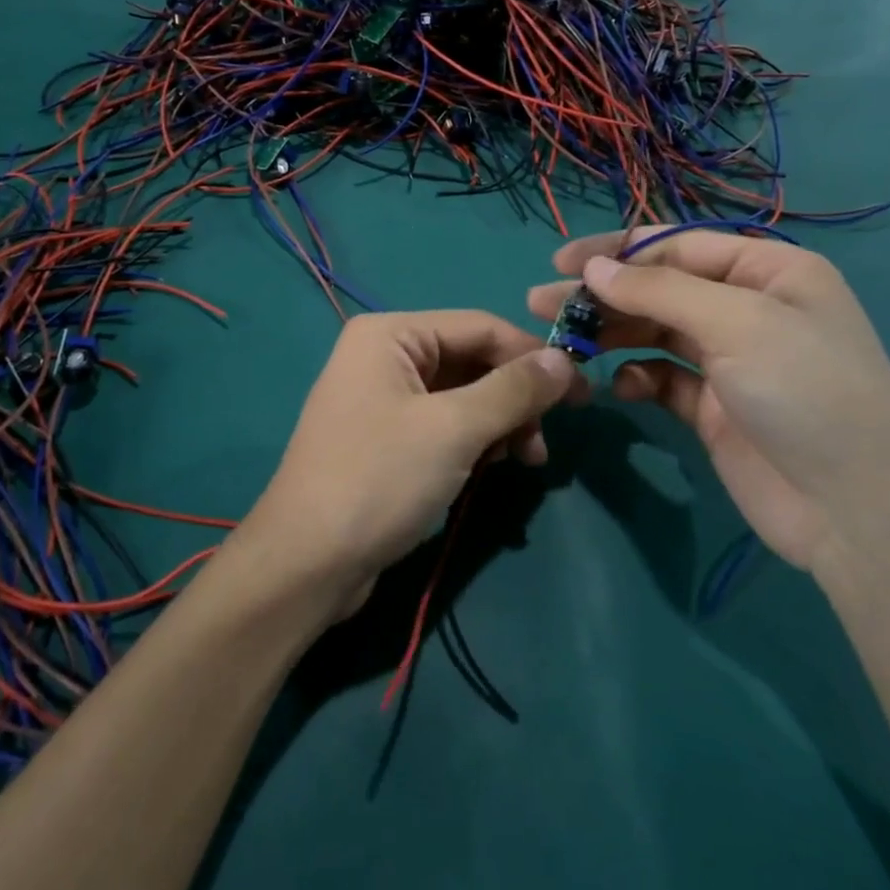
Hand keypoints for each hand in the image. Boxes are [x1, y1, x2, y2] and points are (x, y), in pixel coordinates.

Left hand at [236, 311, 581, 616]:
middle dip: (514, 398)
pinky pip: (443, 425)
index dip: (533, 357)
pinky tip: (489, 468)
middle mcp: (383, 356)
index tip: (582, 395)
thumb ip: (513, 389)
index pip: (480, 327)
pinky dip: (473, 442)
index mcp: (390, 334)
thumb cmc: (379, 479)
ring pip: (461, 396)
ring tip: (523, 461)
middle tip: (544, 442)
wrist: (308, 562)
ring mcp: (381, 398)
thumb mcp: (455, 429)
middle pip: (471, 361)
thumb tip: (564, 360)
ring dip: (499, 424)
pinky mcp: (385, 439)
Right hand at [528, 230, 889, 571]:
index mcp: (768, 272)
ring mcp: (730, 360)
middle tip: (540, 305)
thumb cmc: (805, 393)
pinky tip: (620, 389)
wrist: (856, 510)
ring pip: (653, 332)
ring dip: (609, 334)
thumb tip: (593, 270)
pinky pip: (661, 378)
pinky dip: (636, 378)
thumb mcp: (737, 324)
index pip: (676, 245)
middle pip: (658, 289)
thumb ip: (658, 292)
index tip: (559, 265)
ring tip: (561, 342)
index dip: (615, 251)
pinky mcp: (712, 407)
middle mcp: (748, 308)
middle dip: (601, 295)